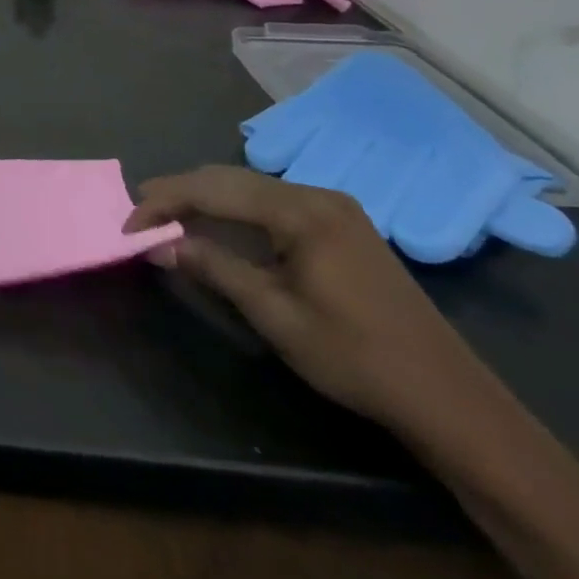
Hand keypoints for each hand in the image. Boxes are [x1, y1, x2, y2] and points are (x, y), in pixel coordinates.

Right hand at [124, 166, 493, 430]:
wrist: (450, 400)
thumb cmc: (356, 357)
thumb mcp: (274, 314)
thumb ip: (213, 267)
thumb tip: (156, 244)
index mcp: (302, 212)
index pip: (213, 189)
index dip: (164, 203)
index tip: (128, 225)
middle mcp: (317, 196)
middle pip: (228, 179)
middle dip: (178, 193)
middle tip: (138, 215)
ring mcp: (333, 209)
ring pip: (248, 188)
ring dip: (204, 200)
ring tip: (165, 219)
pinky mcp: (341, 227)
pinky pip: (270, 203)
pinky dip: (233, 211)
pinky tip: (215, 228)